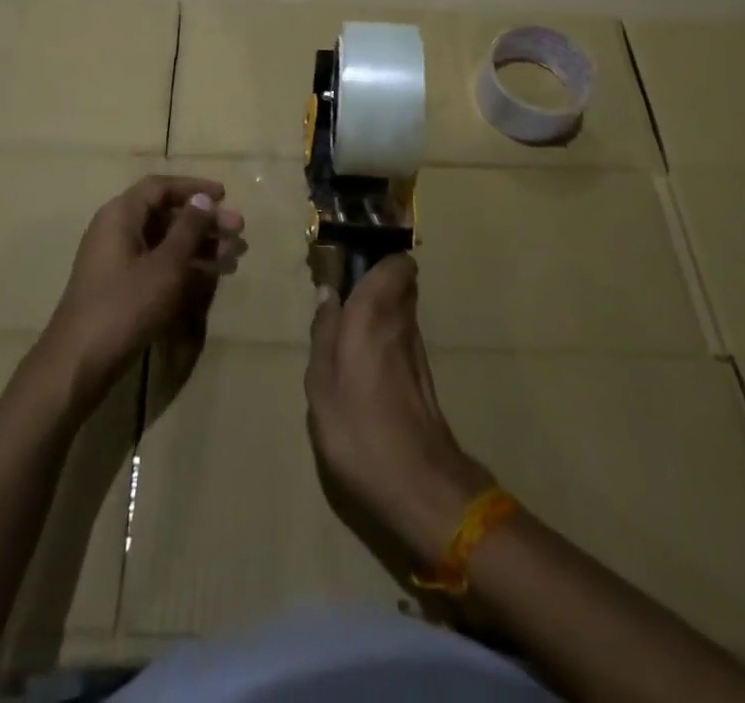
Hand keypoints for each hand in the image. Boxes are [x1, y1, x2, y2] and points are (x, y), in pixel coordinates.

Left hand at [40, 175, 244, 412]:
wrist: (79, 363)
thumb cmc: (125, 305)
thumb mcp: (166, 265)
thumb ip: (188, 229)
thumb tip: (202, 200)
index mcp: (121, 214)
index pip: (160, 187)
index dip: (194, 188)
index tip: (225, 196)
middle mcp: (115, 229)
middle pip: (165, 213)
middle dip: (204, 220)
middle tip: (238, 230)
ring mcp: (116, 259)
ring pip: (164, 240)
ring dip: (199, 243)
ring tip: (234, 253)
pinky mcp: (120, 286)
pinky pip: (157, 262)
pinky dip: (184, 264)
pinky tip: (211, 273)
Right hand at [305, 256, 494, 561]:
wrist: (418, 485)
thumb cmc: (358, 428)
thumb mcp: (321, 383)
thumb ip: (324, 332)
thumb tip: (328, 294)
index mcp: (374, 312)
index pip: (397, 262)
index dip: (377, 258)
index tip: (351, 265)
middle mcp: (402, 321)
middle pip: (400, 282)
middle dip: (375, 281)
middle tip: (342, 298)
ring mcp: (417, 349)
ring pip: (401, 309)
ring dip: (379, 310)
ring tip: (347, 330)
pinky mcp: (423, 375)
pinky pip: (402, 336)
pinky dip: (385, 336)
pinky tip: (364, 363)